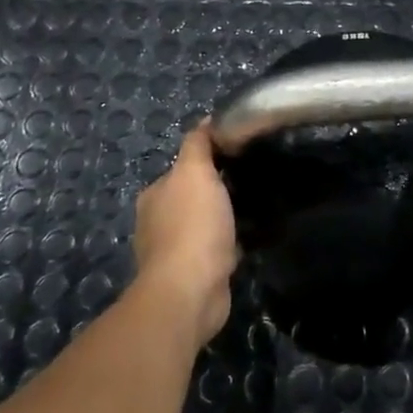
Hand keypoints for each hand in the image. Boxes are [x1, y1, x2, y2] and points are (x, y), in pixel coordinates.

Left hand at [134, 121, 238, 348]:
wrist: (191, 291)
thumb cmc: (192, 225)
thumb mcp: (195, 172)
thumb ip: (197, 145)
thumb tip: (205, 120)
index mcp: (155, 195)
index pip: (183, 168)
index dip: (210, 159)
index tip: (241, 154)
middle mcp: (158, 221)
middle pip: (193, 196)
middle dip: (219, 190)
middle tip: (255, 180)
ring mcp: (175, 251)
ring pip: (205, 224)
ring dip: (225, 218)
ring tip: (258, 208)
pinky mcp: (194, 275)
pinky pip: (216, 249)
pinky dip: (231, 243)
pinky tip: (251, 238)